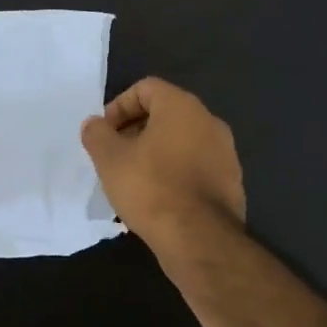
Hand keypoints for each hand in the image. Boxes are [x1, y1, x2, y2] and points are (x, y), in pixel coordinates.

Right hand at [80, 77, 245, 253]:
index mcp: (182, 106)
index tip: (105, 134)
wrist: (199, 239)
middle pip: (165, 113)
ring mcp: (225, 152)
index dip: (119, 106)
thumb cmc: (150, 188)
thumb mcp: (109, 159)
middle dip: (135, 130)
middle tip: (115, 156)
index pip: (145, 88)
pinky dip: (175, 173)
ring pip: (181, 141)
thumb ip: (97, 134)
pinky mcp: (230, 181)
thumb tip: (95, 124)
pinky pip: (195, 166)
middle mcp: (209, 121)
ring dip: (155, 153)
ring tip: (133, 180)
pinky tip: (158, 198)